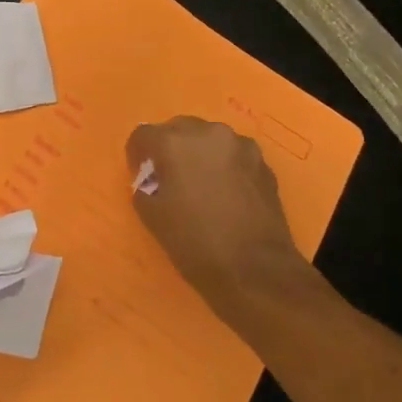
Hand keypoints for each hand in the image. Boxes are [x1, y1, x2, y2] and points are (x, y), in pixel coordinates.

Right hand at [126, 116, 307, 318]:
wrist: (257, 271)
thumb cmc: (195, 242)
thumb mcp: (151, 215)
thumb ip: (145, 185)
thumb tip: (153, 178)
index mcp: (173, 142)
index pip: (143, 135)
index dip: (138, 156)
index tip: (142, 177)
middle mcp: (206, 132)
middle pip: (177, 130)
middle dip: (170, 149)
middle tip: (170, 179)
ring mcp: (239, 145)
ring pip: (208, 139)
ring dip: (199, 154)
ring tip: (202, 185)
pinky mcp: (263, 162)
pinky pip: (232, 154)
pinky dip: (224, 166)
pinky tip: (227, 193)